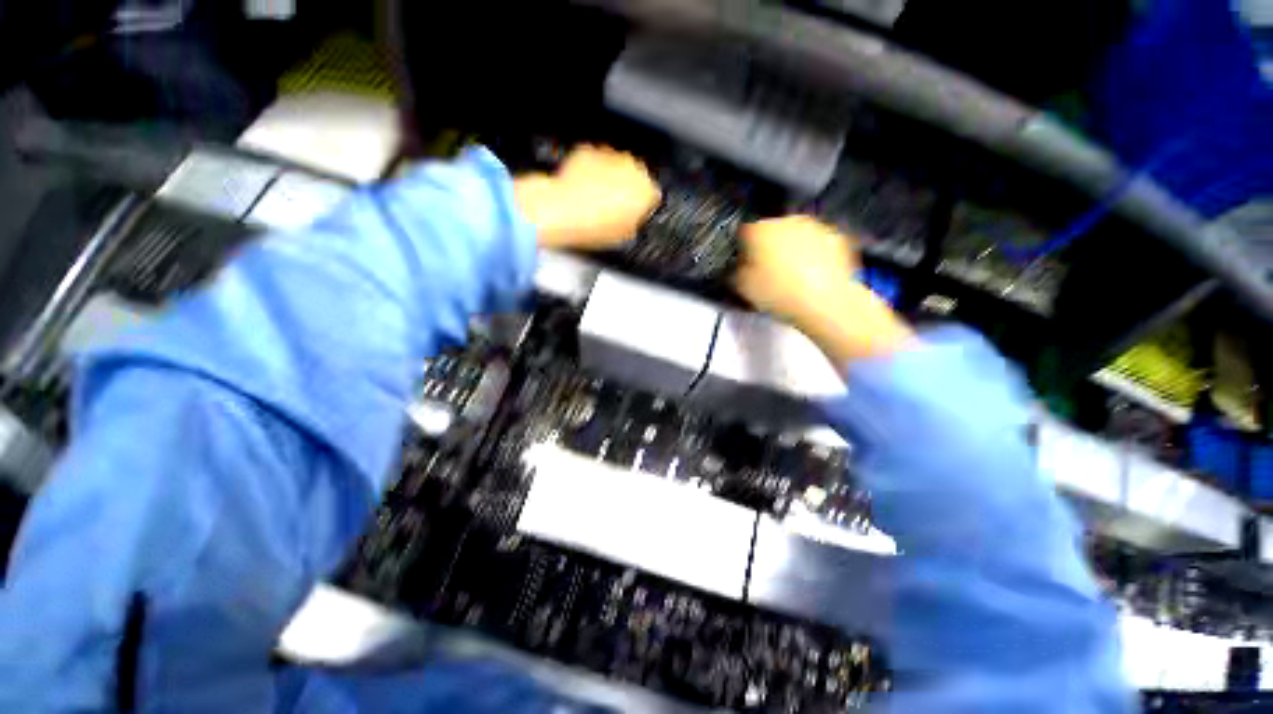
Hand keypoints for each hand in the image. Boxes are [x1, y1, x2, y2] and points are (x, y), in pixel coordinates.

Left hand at [515, 145, 660, 249]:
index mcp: (645, 190)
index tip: (634, 213)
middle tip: (613, 207)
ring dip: (608, 180)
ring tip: (595, 200)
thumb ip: (634, 222)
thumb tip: (632, 219)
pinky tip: (582, 190)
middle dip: (625, 189)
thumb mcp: (623, 235)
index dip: (641, 206)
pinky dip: (590, 173)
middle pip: (634, 177)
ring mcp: (609, 157)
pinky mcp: (589, 152)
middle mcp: (631, 168)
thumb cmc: (593, 225)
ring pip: (614, 168)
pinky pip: (594, 162)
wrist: (562, 211)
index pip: (652, 195)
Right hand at [735, 216, 912, 363]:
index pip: (744, 231)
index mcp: (759, 230)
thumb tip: (738, 267)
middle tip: (768, 270)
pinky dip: (813, 254)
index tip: (744, 262)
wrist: (825, 302)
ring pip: (795, 235)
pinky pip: (817, 243)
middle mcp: (786, 221)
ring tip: (791, 275)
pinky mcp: (835, 237)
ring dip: (791, 249)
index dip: (743, 248)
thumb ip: (736, 271)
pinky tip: (811, 274)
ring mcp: (813, 227)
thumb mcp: (743, 288)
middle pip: (771, 230)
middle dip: (768, 247)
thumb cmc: (780, 294)